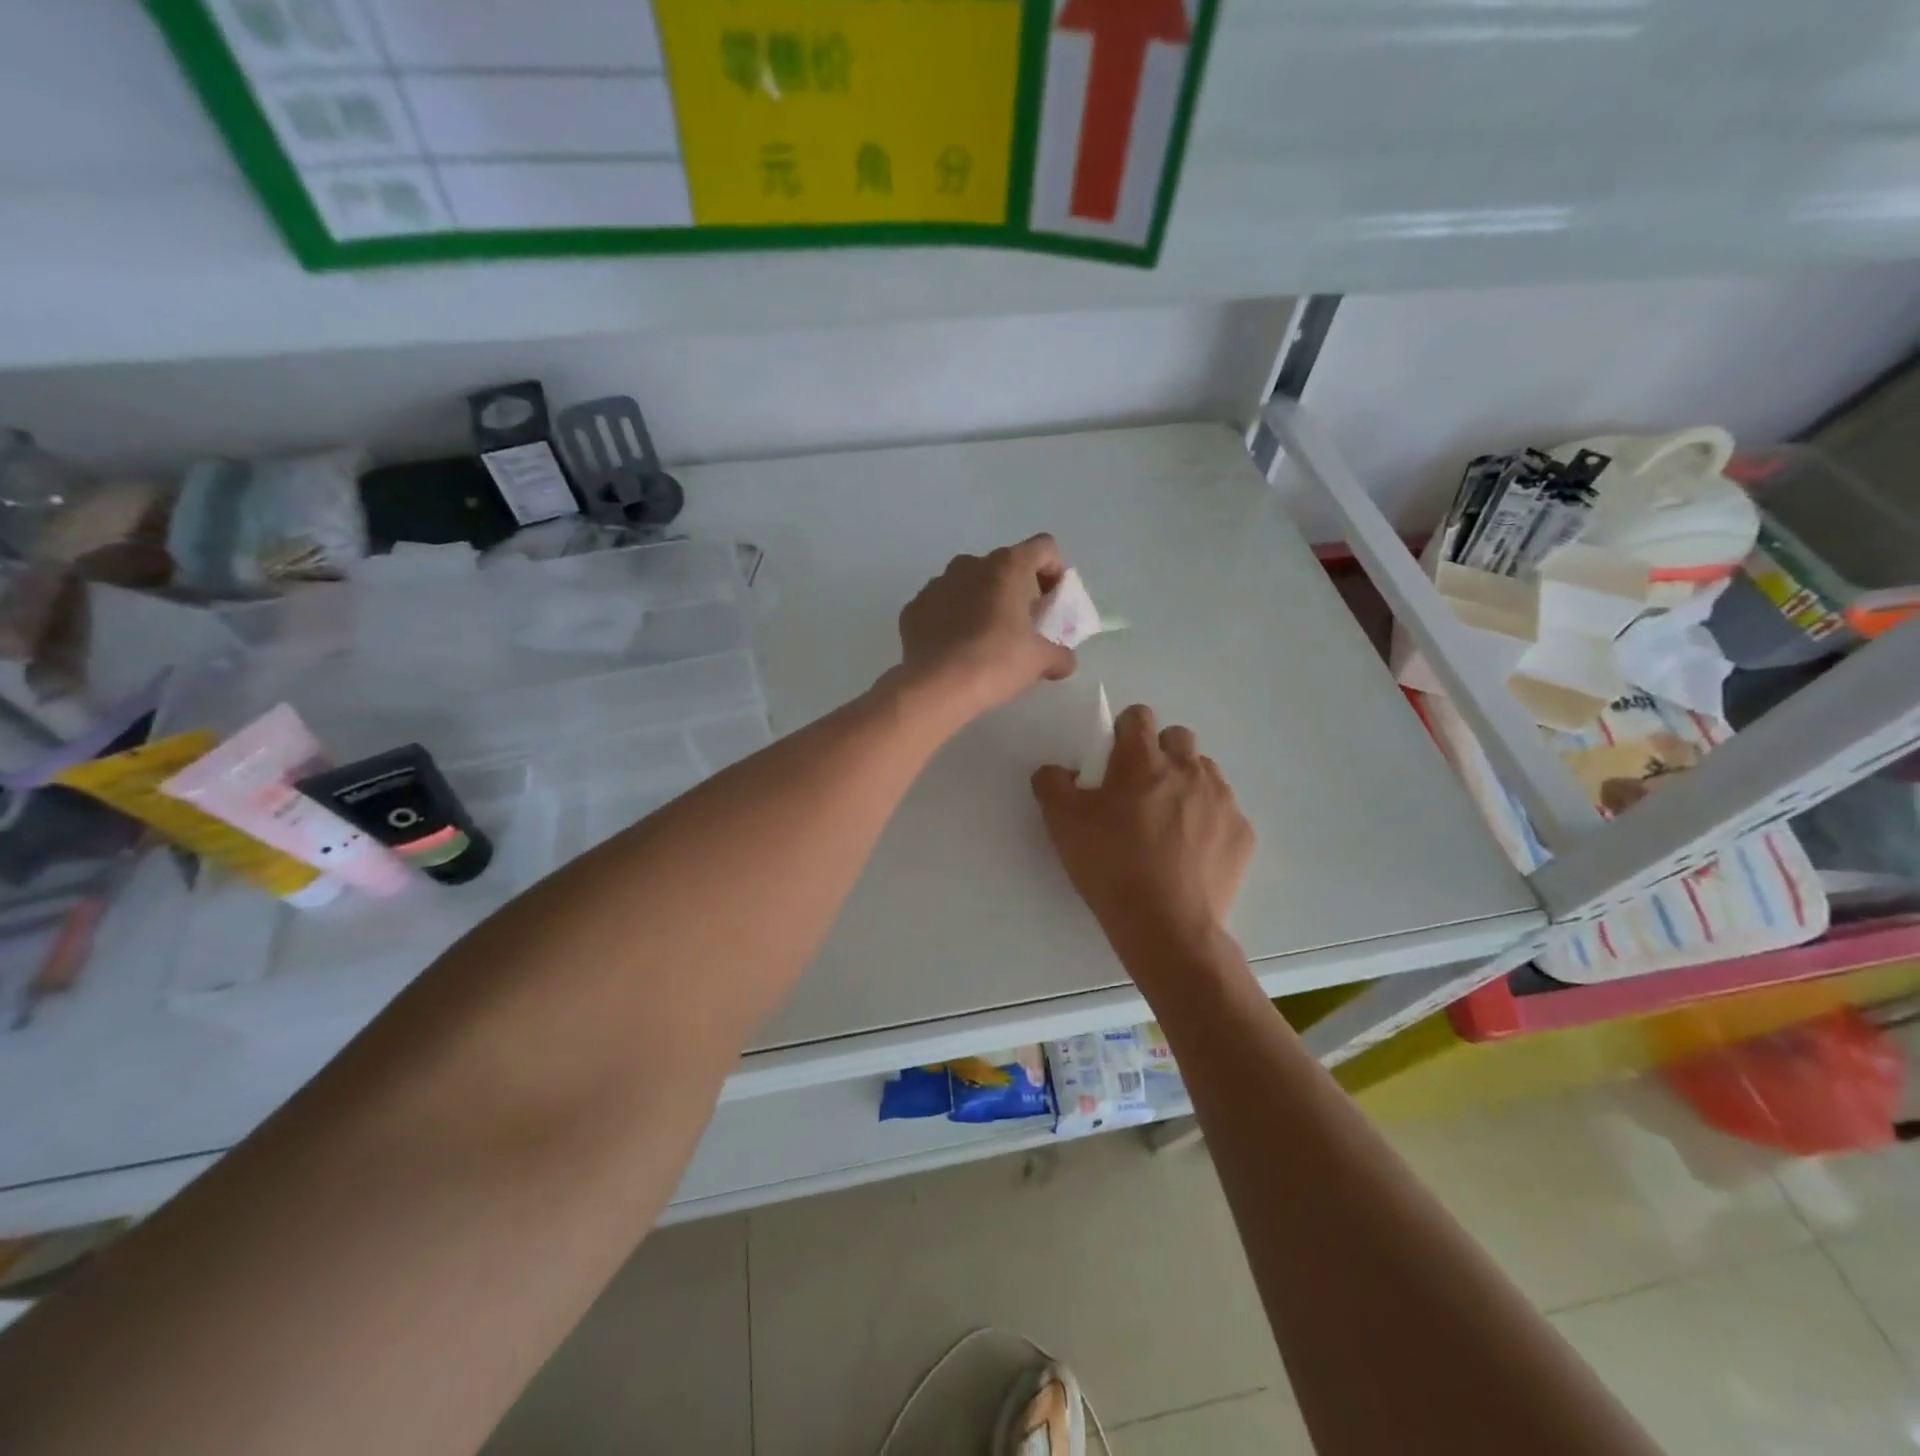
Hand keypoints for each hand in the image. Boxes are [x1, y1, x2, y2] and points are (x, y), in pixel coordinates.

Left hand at [897, 535, 1077, 717]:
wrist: (937, 686)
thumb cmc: (997, 661)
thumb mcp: (1040, 661)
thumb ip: (1059, 655)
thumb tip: (1065, 661)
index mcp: (1007, 566)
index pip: (1044, 548)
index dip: (1054, 570)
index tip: (1053, 601)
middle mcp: (970, 564)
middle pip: (1004, 566)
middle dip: (1016, 589)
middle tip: (1022, 624)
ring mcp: (937, 583)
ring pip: (968, 584)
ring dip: (982, 602)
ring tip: (986, 638)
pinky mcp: (914, 607)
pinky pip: (941, 606)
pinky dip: (951, 619)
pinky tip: (955, 649)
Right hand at [1031, 705, 1253, 957]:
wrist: (1167, 925)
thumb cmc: (1111, 866)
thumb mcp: (1062, 824)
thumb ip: (1052, 784)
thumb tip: (1058, 771)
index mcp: (1142, 761)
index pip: (1138, 717)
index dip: (1123, 732)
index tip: (1113, 760)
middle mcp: (1188, 769)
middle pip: (1177, 738)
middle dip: (1159, 754)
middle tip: (1141, 791)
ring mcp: (1221, 799)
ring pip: (1205, 772)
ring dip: (1186, 784)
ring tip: (1168, 823)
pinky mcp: (1241, 832)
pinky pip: (1224, 812)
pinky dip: (1208, 823)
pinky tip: (1191, 854)